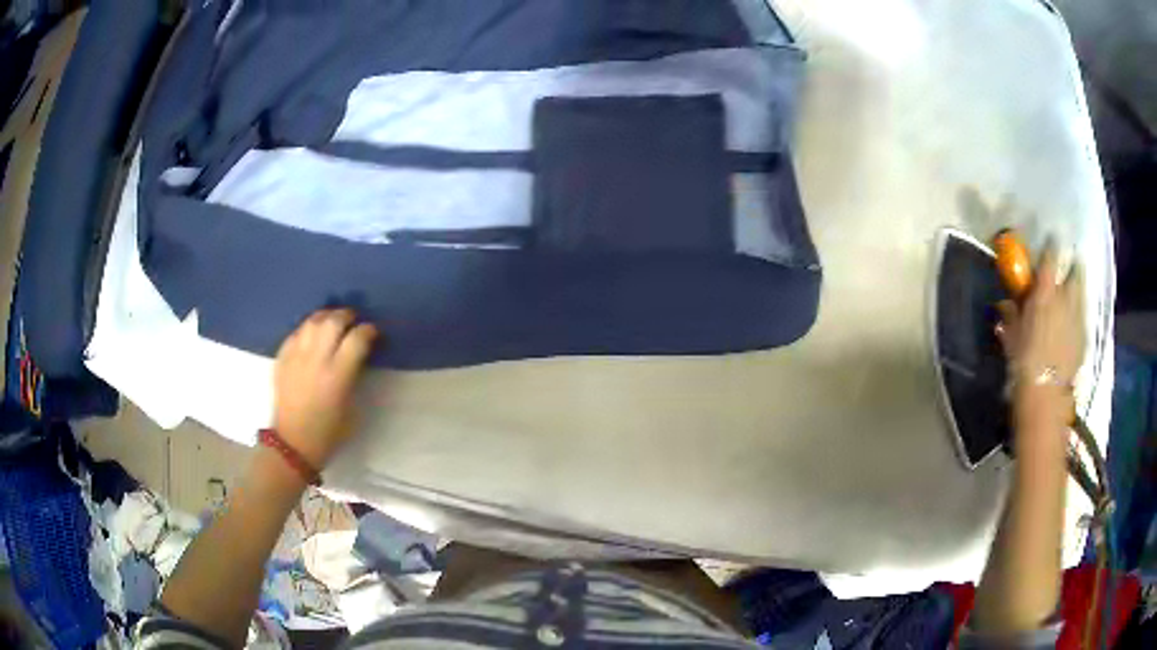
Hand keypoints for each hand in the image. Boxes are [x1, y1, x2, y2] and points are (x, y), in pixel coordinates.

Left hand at [273, 309, 378, 468]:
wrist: (293, 443)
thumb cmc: (329, 432)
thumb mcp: (351, 407)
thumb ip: (354, 376)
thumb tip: (357, 357)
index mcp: (337, 376)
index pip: (357, 339)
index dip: (368, 331)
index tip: (373, 333)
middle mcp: (316, 360)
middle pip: (333, 322)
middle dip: (346, 316)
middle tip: (353, 321)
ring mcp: (296, 357)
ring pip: (312, 322)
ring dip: (326, 317)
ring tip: (332, 322)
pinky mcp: (282, 359)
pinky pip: (296, 333)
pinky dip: (307, 329)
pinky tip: (312, 336)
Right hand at [995, 241, 1084, 429]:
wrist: (1045, 398)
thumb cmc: (1023, 363)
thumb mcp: (1011, 337)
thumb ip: (1011, 315)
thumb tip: (1005, 303)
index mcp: (1046, 292)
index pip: (1051, 256)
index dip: (1051, 246)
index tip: (1049, 242)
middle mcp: (1066, 298)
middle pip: (1075, 272)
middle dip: (1072, 268)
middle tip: (1067, 270)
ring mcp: (1078, 318)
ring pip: (1082, 294)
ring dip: (1077, 291)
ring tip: (1071, 296)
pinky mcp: (1084, 338)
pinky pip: (1082, 318)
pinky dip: (1078, 316)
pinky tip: (1073, 325)